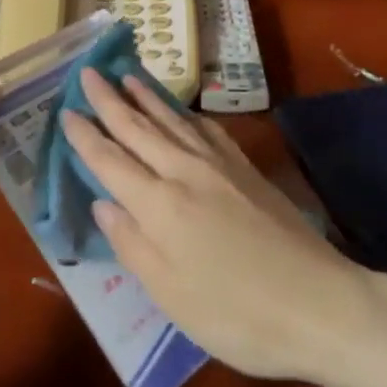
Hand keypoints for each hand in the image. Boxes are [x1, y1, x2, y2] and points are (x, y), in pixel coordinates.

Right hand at [61, 69, 375, 384]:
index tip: (66, 111)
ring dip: (146, 97)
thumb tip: (103, 204)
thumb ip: (132, 244)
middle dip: (109, 100)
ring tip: (127, 75)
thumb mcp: (170, 295)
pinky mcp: (246, 170)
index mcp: (159, 205)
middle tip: (88, 72)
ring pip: (172, 121)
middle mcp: (185, 172)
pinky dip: (186, 114)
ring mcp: (219, 166)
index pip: (111, 161)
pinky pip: (206, 129)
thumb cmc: (236, 314)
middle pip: (138, 129)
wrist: (320, 304)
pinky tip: (182, 111)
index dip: (85, 136)